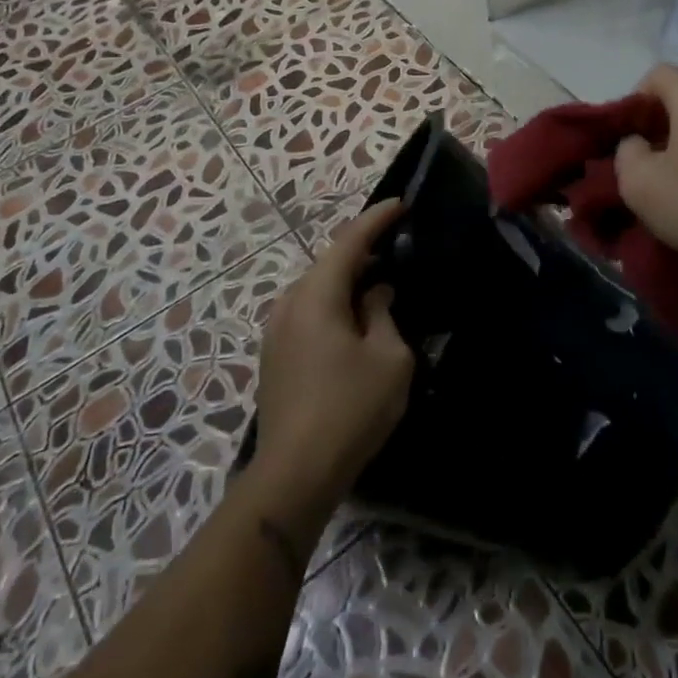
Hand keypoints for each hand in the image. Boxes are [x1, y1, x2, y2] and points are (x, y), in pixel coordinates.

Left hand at [251, 201, 413, 522]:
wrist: (294, 474)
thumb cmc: (350, 409)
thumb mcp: (388, 358)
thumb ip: (383, 313)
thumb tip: (376, 293)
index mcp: (316, 295)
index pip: (349, 241)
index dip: (377, 219)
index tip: (402, 203)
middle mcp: (289, 303)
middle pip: (330, 262)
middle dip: (363, 250)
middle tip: (398, 244)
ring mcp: (277, 330)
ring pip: (318, 289)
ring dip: (348, 280)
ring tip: (381, 280)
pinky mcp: (275, 355)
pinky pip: (310, 312)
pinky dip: (335, 303)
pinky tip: (356, 318)